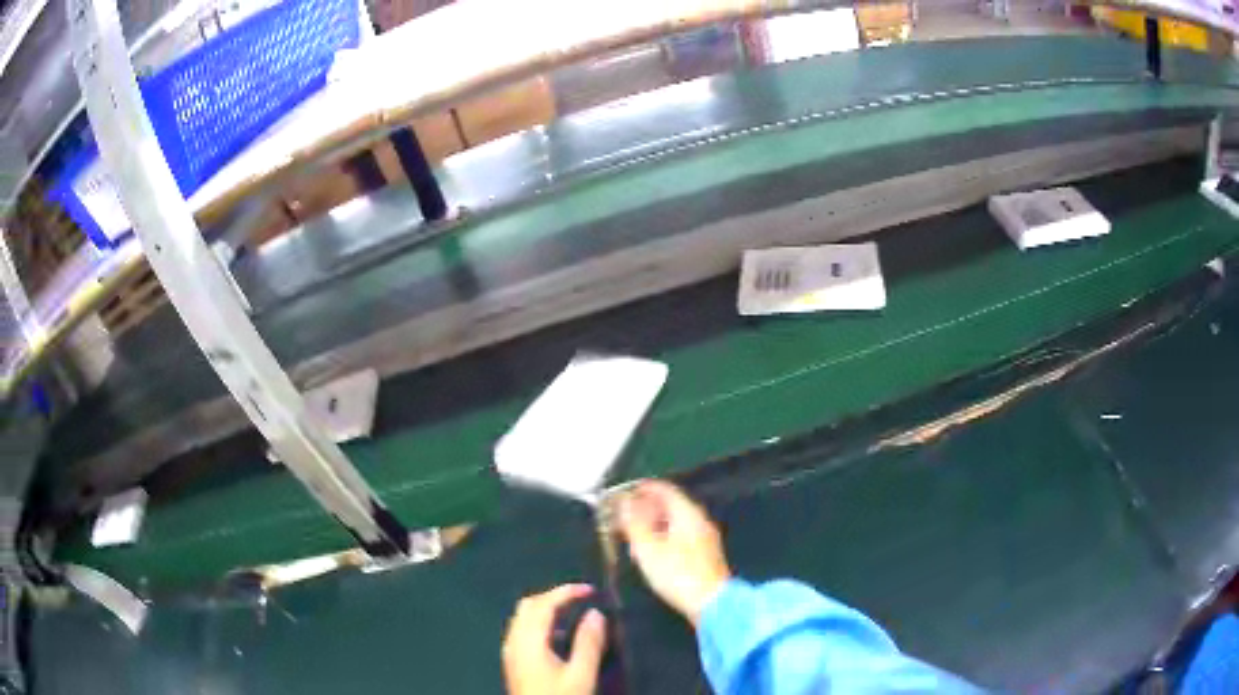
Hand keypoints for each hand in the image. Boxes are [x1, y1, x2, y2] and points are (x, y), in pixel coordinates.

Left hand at [502, 584, 606, 694]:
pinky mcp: (513, 662)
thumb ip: (589, 643)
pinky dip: (540, 624)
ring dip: (546, 610)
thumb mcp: (581, 675)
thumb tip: (595, 614)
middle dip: (554, 597)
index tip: (592, 590)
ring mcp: (511, 652)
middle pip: (528, 606)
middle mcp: (514, 641)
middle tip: (581, 599)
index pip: (544, 604)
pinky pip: (523, 631)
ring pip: (523, 618)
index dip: (567, 592)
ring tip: (574, 614)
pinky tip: (560, 637)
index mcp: (529, 640)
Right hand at [618, 480, 731, 625]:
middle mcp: (699, 520)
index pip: (665, 489)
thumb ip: (634, 522)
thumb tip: (625, 502)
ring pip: (675, 520)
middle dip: (646, 506)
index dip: (642, 488)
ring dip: (653, 522)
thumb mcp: (648, 548)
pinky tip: (650, 548)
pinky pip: (680, 534)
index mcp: (687, 513)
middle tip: (623, 513)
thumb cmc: (677, 573)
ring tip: (631, 531)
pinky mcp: (704, 554)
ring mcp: (704, 537)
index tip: (622, 493)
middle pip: (671, 503)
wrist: (711, 604)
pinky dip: (663, 534)